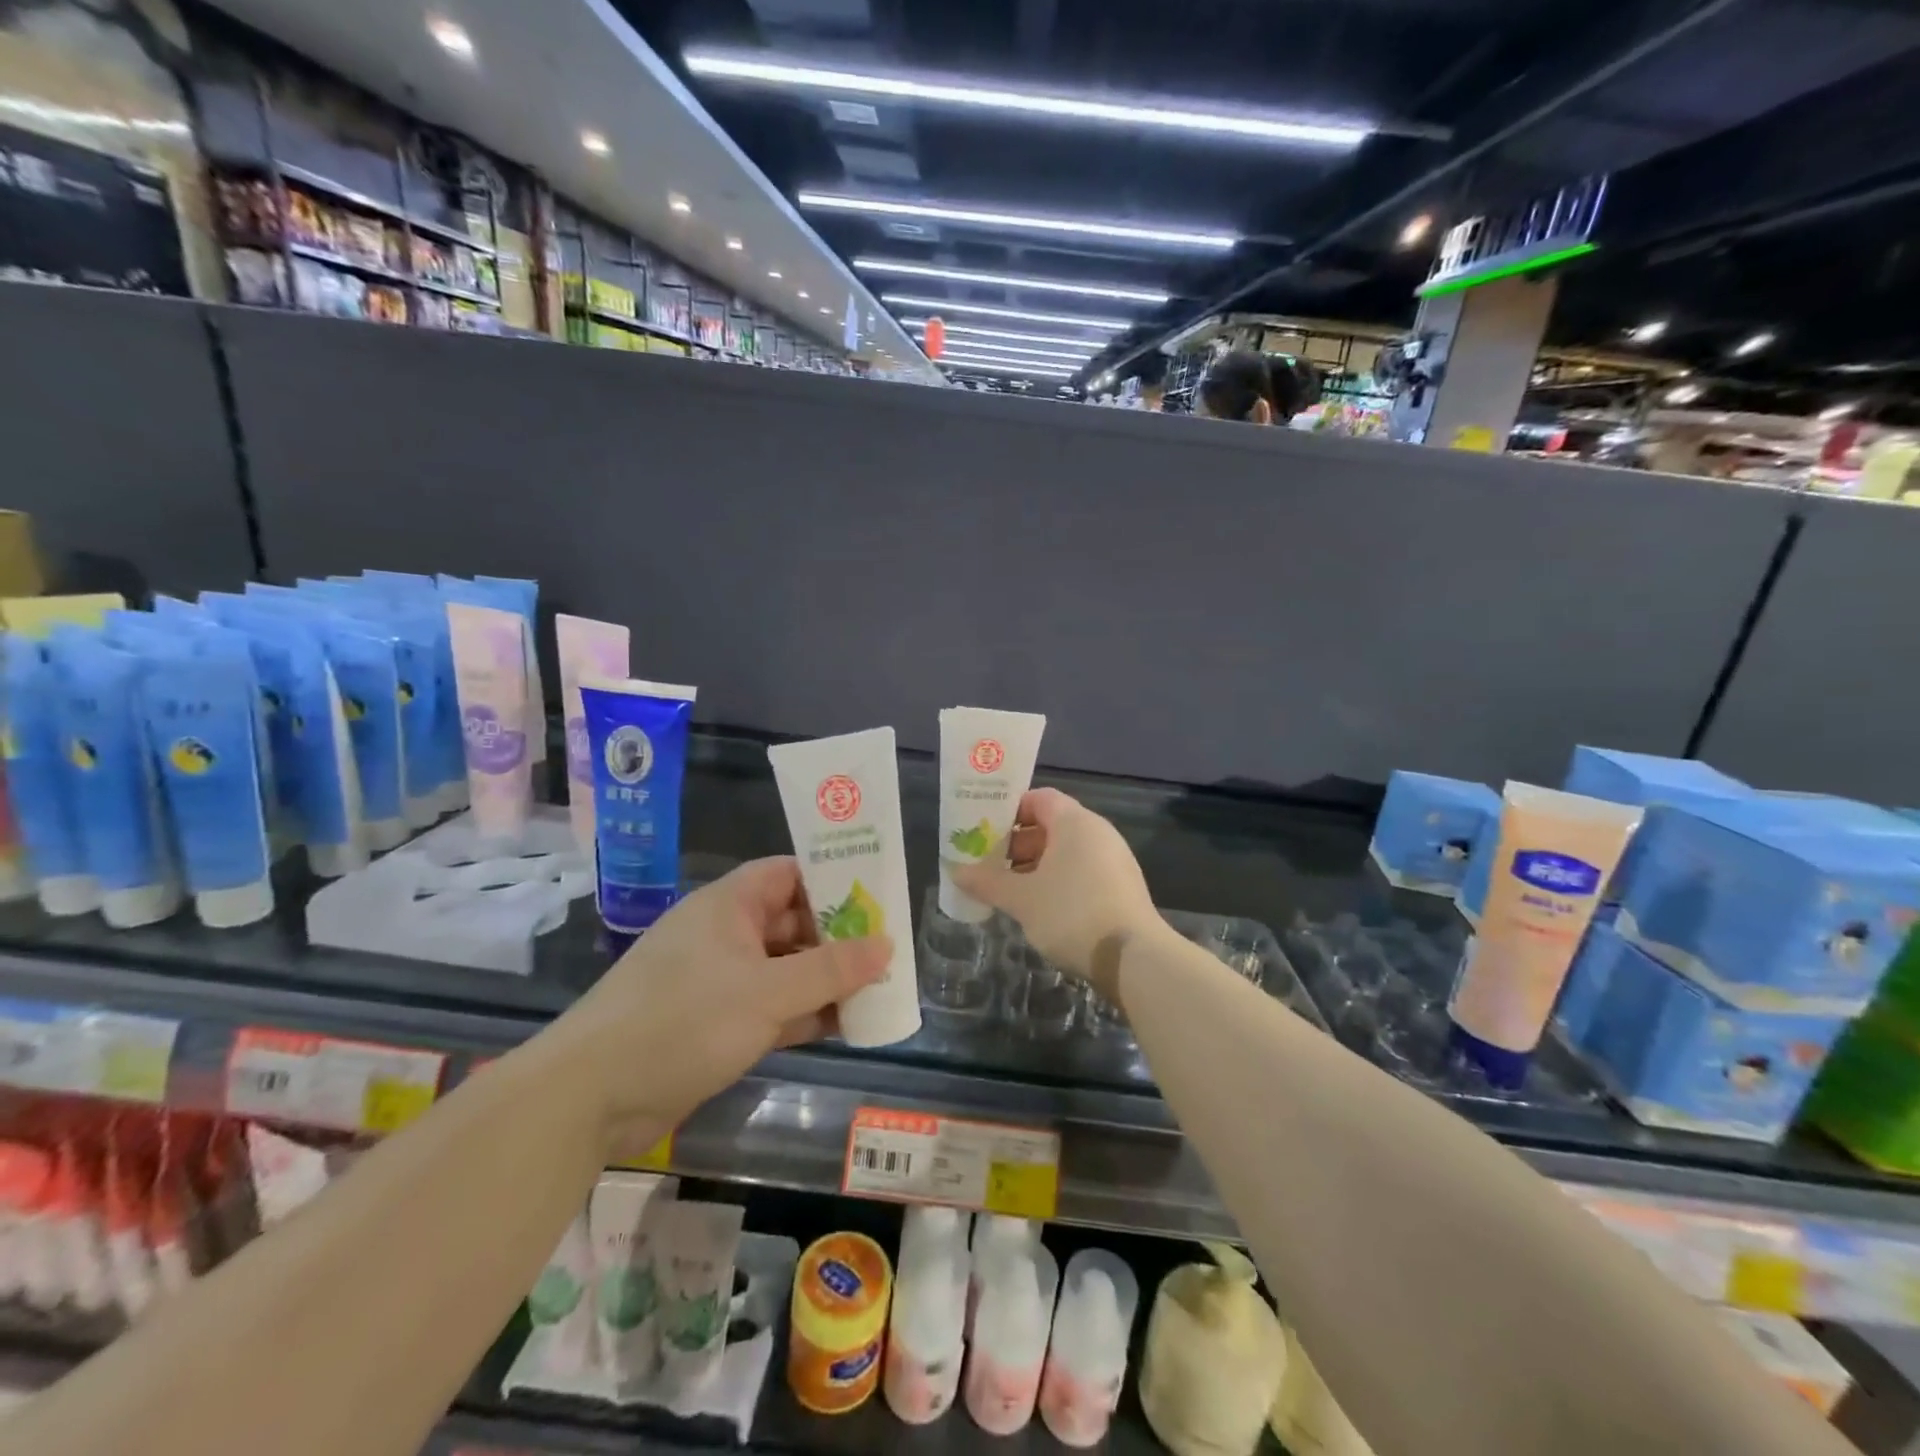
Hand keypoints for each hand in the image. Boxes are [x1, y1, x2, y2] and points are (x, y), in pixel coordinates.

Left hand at [552, 857, 889, 1150]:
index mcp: (729, 906)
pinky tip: (847, 1025)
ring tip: (881, 988)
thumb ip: (830, 969)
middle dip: (840, 937)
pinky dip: (806, 1013)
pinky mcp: (718, 1024)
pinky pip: (774, 1007)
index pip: (790, 874)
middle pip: (793, 923)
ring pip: (787, 969)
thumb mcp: (766, 993)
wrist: (591, 1098)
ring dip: (827, 980)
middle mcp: (726, 935)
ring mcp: (721, 981)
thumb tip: (887, 944)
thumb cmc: (682, 1021)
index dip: (833, 879)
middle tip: (890, 949)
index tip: (878, 894)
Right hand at [950, 788, 1161, 998]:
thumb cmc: (1071, 914)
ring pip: (1067, 852)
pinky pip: (1082, 872)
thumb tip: (956, 872)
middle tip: (989, 865)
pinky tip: (1040, 908)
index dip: (1009, 811)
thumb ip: (988, 882)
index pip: (1039, 798)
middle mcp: (1098, 833)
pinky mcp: (1122, 887)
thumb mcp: (1022, 899)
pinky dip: (1058, 881)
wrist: (1133, 958)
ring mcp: (1114, 860)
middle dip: (1017, 844)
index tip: (984, 831)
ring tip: (1009, 891)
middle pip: (1051, 825)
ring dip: (1036, 866)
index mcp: (1075, 822)